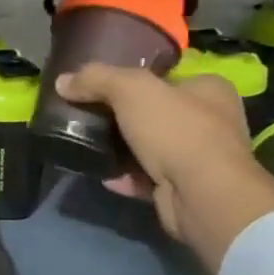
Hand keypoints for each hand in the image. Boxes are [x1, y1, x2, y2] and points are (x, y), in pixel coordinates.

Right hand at [56, 63, 273, 272]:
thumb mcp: (131, 90)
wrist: (202, 196)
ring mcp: (199, 157)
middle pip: (154, 113)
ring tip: (88, 146)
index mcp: (209, 89)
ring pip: (148, 147)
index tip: (98, 88)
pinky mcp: (185, 187)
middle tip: (87, 118)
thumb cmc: (176, 131)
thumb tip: (62, 82)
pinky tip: (104, 175)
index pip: (164, 78)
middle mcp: (210, 121)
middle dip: (119, 118)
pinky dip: (125, 176)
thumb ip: (96, 79)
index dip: (130, 80)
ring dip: (119, 149)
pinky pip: (147, 177)